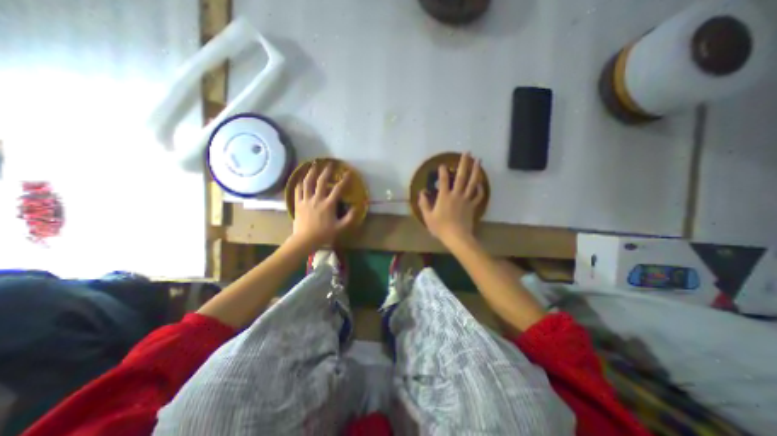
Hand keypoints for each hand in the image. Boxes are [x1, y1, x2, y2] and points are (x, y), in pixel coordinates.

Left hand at [292, 161, 353, 248]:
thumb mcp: (341, 228)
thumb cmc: (324, 234)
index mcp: (328, 204)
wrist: (305, 240)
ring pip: (307, 183)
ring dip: (311, 172)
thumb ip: (350, 217)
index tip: (348, 173)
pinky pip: (297, 190)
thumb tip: (356, 207)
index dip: (344, 180)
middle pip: (321, 181)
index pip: (338, 189)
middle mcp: (317, 199)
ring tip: (313, 165)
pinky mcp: (298, 203)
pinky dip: (299, 183)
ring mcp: (306, 200)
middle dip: (326, 171)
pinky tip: (301, 178)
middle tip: (329, 163)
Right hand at [420, 151, 483, 243]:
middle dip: (464, 163)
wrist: (457, 237)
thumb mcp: (427, 217)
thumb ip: (424, 203)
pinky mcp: (472, 206)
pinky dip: (480, 189)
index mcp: (444, 197)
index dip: (442, 171)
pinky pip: (478, 196)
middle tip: (467, 152)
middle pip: (461, 177)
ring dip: (476, 171)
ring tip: (479, 161)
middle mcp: (456, 195)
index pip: (444, 181)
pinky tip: (480, 183)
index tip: (442, 164)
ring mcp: (466, 200)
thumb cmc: (440, 227)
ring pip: (472, 183)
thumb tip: (421, 192)